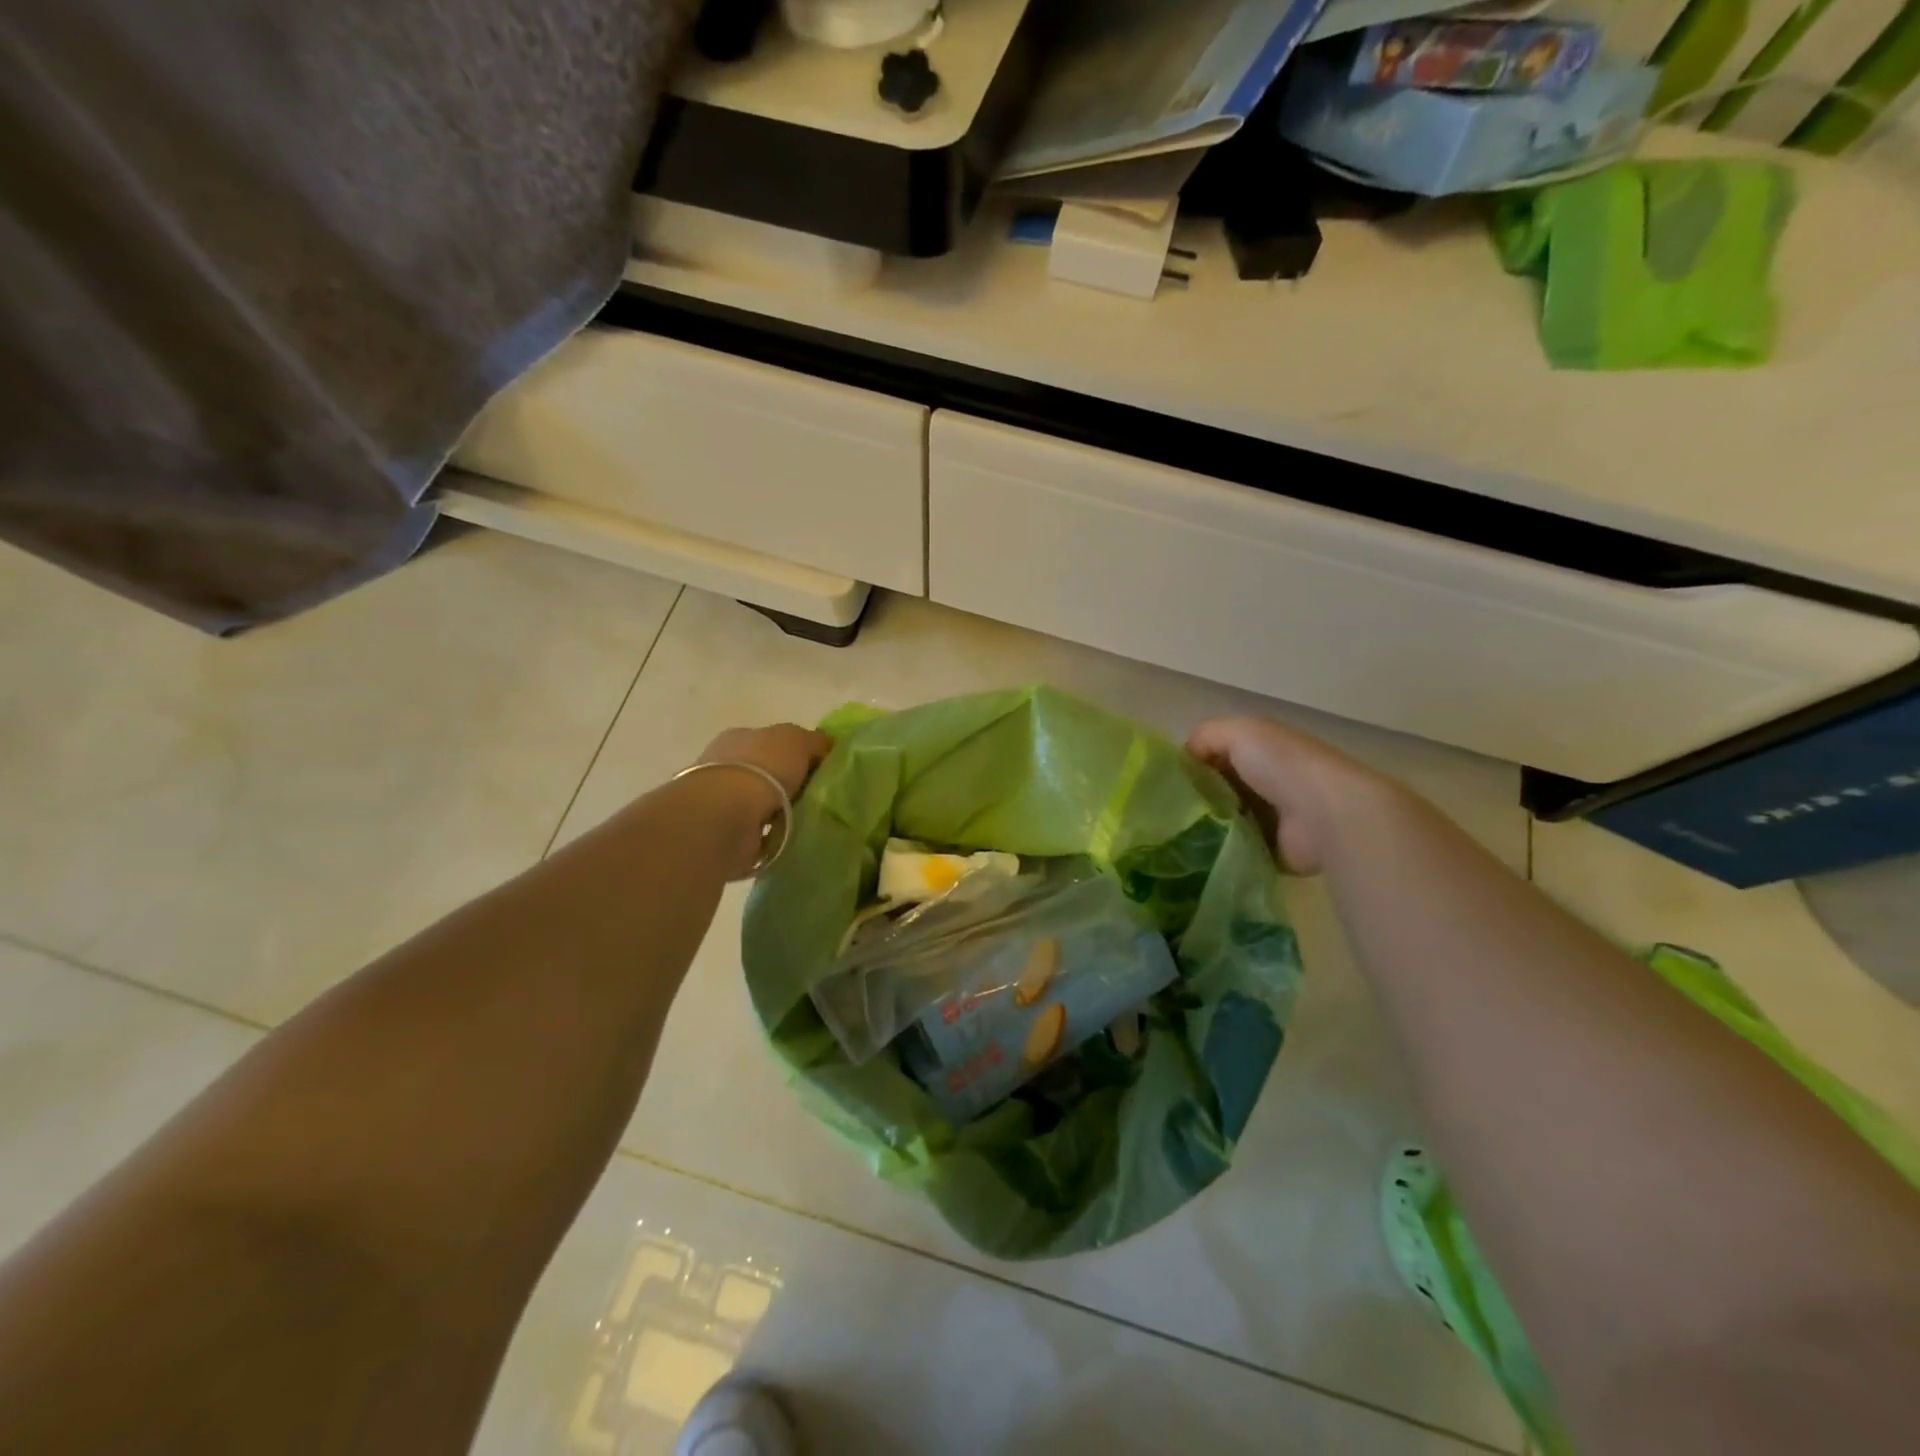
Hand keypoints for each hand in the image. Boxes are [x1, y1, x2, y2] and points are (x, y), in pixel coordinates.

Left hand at [690, 723, 833, 877]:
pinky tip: (787, 839)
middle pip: (766, 772)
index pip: (772, 742)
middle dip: (788, 785)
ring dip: (779, 813)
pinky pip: (755, 831)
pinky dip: (769, 836)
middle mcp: (726, 765)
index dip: (797, 753)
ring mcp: (721, 800)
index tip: (820, 770)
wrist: (727, 814)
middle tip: (817, 798)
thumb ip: (814, 741)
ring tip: (806, 822)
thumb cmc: (762, 767)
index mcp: (740, 738)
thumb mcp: (797, 739)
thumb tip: (824, 748)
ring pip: (760, 803)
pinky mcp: (722, 831)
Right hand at [1186, 716, 1403, 875]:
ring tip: (1176, 835)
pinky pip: (1236, 849)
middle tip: (1168, 812)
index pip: (1216, 754)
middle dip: (1195, 798)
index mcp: (1262, 749)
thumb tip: (1184, 757)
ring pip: (1224, 819)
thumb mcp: (1239, 731)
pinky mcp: (1273, 850)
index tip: (1168, 781)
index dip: (1192, 763)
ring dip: (1205, 826)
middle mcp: (1267, 780)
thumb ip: (1205, 736)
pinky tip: (1197, 853)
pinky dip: (1220, 851)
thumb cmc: (1281, 765)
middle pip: (1218, 788)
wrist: (1326, 814)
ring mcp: (1271, 817)